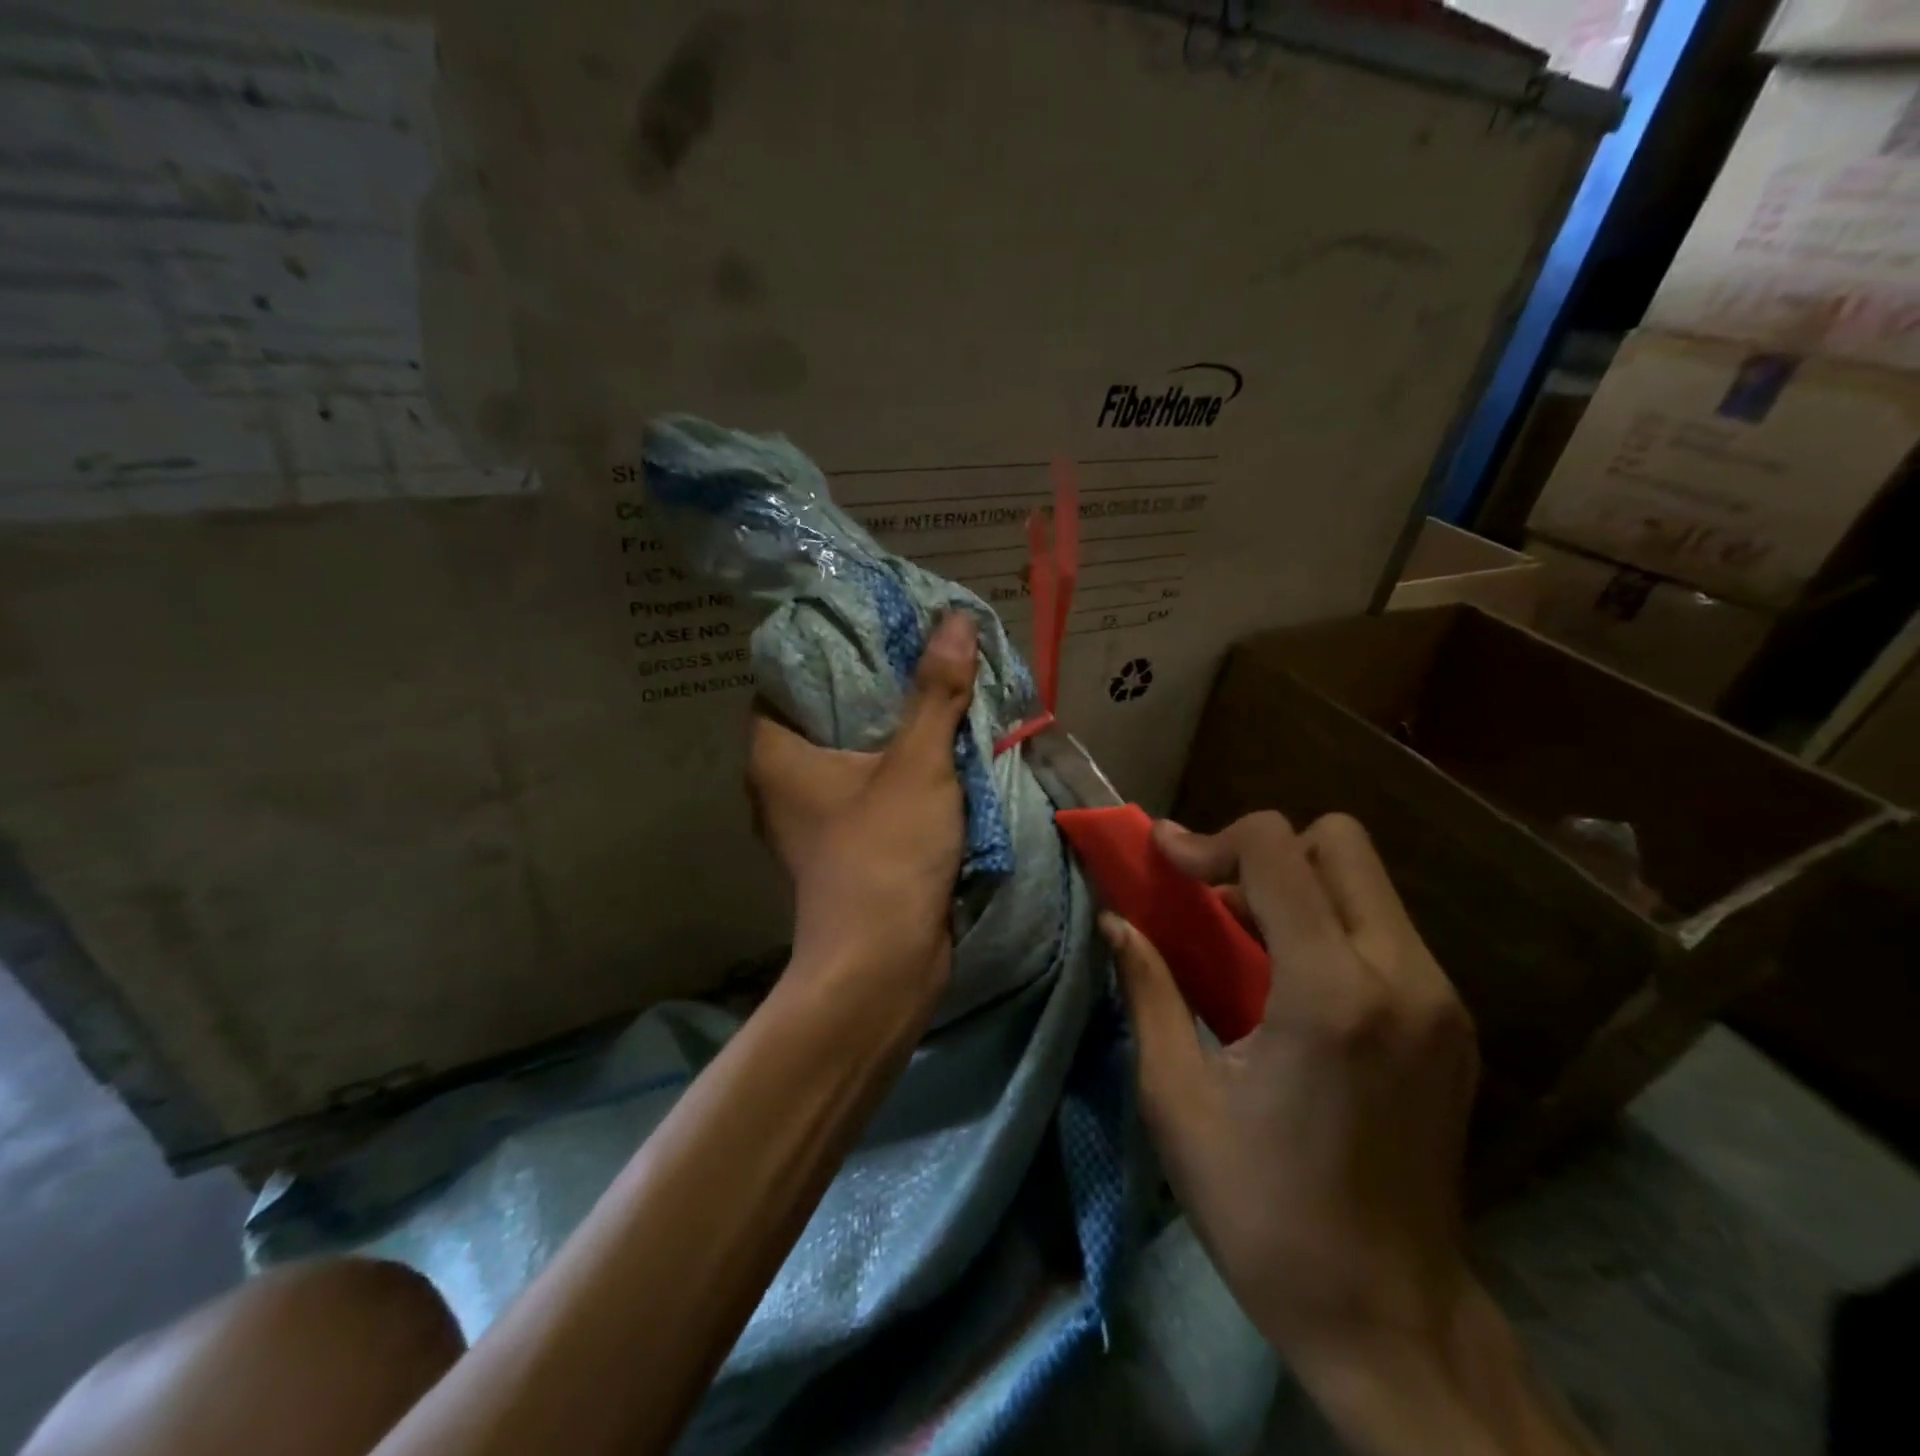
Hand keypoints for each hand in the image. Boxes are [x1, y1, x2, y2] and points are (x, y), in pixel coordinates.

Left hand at [747, 612, 978, 993]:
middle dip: (870, 688)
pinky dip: (896, 769)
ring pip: (849, 756)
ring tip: (932, 691)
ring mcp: (811, 821)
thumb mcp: (917, 765)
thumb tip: (955, 618)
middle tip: (915, 653)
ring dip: (889, 731)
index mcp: (774, 756)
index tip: (872, 628)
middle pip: (823, 716)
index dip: (827, 649)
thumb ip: (935, 693)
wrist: (884, 964)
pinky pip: (866, 789)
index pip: (786, 679)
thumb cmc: (884, 854)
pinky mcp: (842, 847)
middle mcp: (781, 785)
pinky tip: (935, 749)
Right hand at [1103, 811, 1479, 1363]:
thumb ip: (1148, 990)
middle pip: (1340, 841)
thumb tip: (1115, 921)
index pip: (1277, 848)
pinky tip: (1291, 981)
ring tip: (1243, 939)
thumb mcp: (1179, 1099)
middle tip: (1213, 898)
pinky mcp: (1454, 1024)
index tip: (1166, 862)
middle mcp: (1403, 978)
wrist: (1390, 1321)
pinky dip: (1330, 923)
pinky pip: (1385, 927)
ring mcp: (1442, 1000)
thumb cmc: (1264, 1212)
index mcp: (1331, 995)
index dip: (1211, 839)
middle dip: (1265, 851)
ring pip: (1366, 880)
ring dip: (1297, 886)